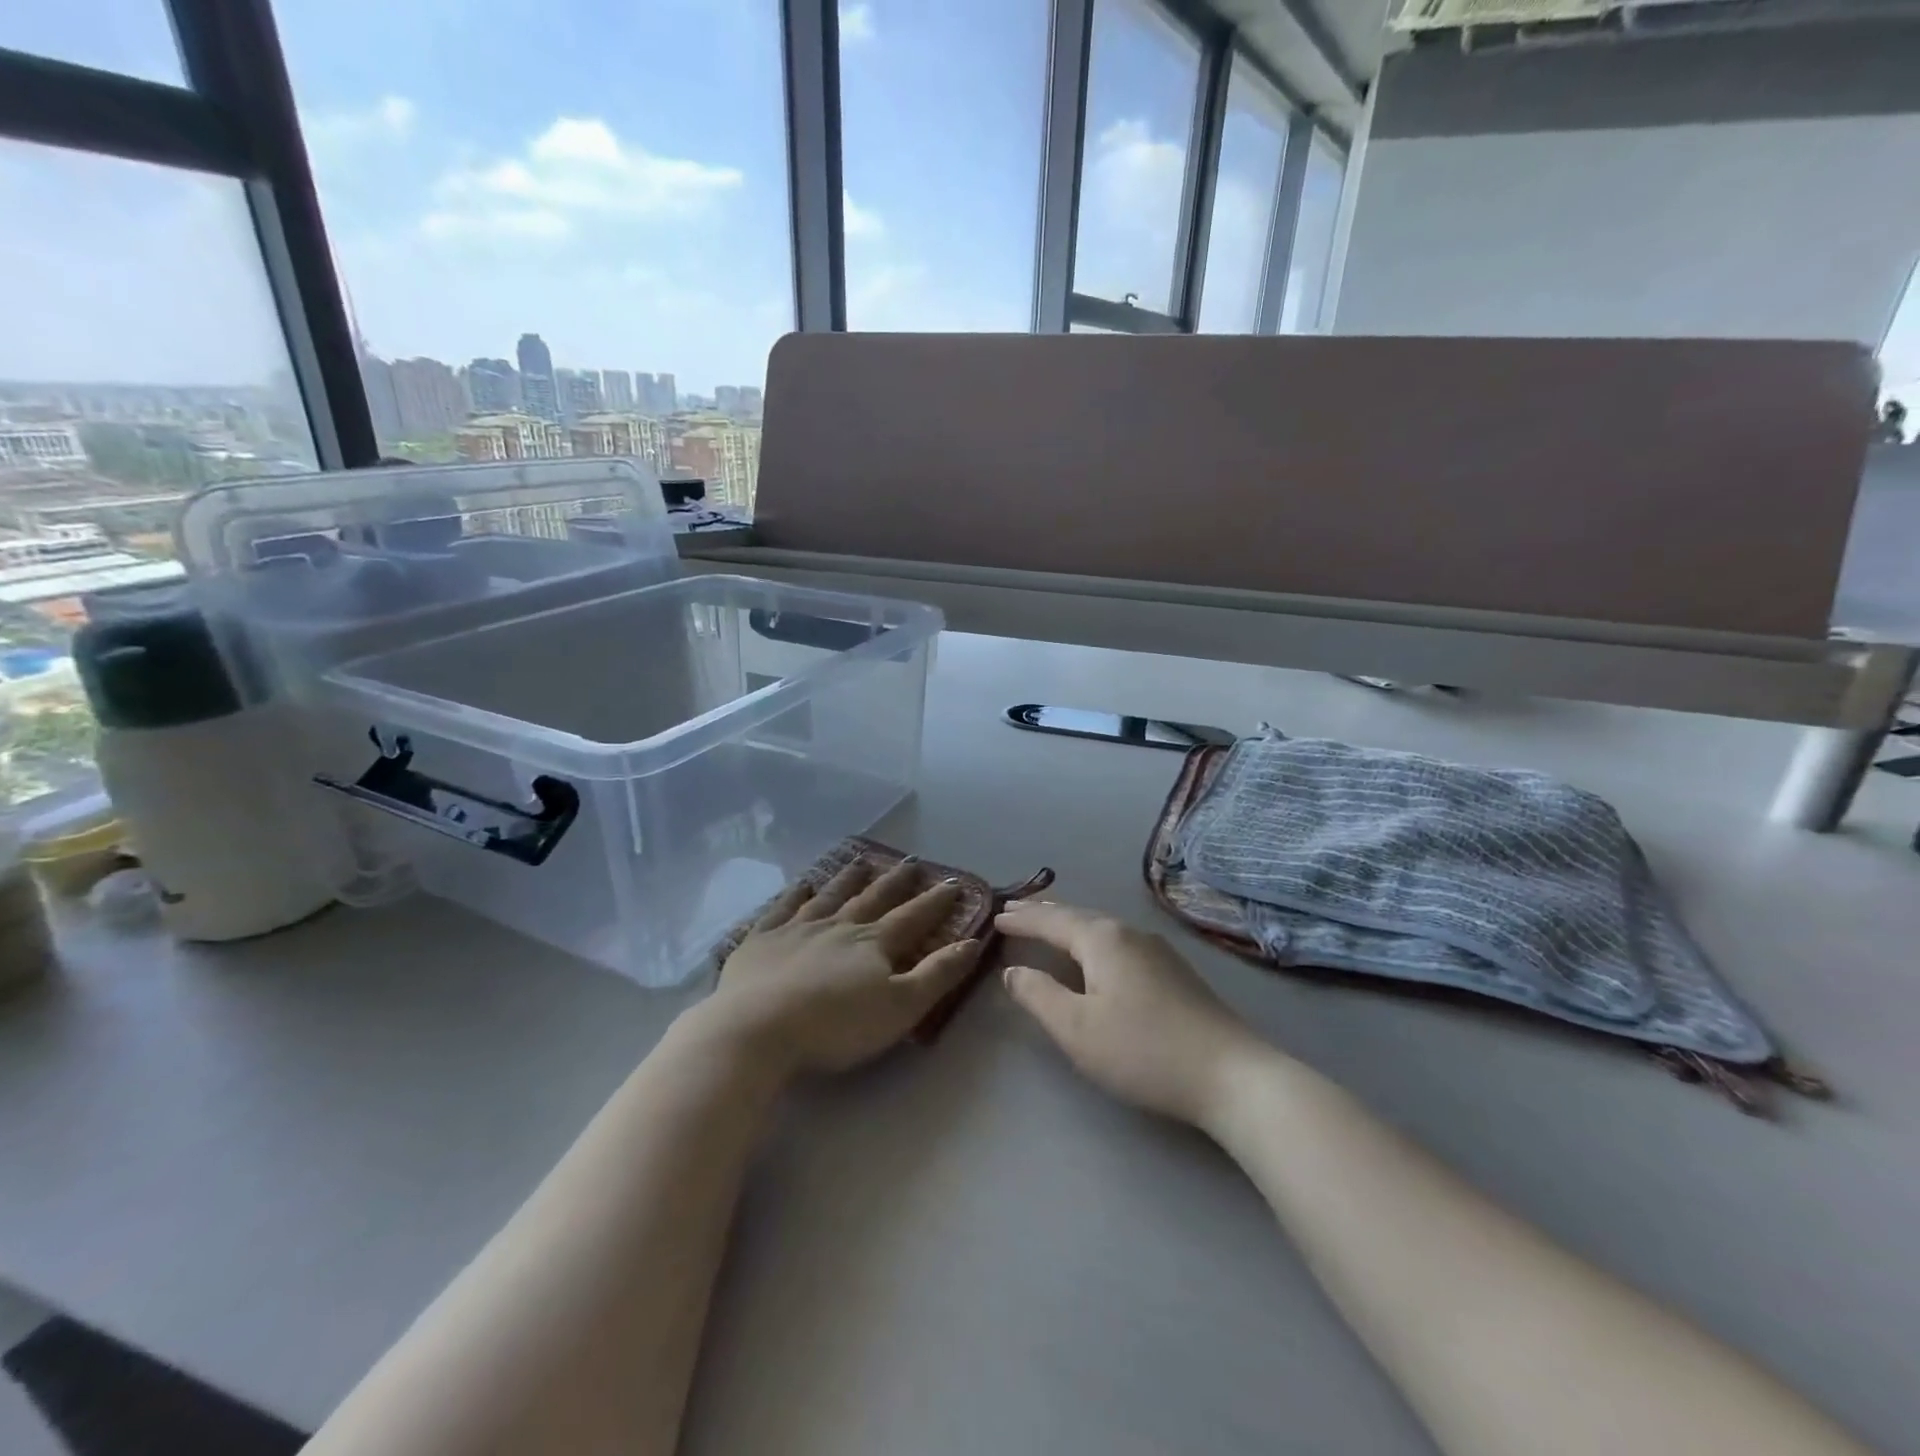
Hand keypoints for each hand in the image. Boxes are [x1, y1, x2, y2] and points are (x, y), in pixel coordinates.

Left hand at [696, 858, 977, 1077]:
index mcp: (873, 944)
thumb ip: (937, 974)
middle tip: (910, 862)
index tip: (953, 884)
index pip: (912, 918)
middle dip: (895, 882)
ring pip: (829, 896)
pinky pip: (782, 909)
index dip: (935, 902)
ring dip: (848, 879)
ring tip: (862, 861)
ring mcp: (796, 929)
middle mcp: (838, 926)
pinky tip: (802, 883)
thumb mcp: (900, 1007)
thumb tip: (972, 942)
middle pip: (872, 899)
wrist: (757, 1029)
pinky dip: (794, 894)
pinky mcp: (761, 941)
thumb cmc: (835, 1025)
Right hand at [997, 901, 1266, 1126]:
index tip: (995, 916)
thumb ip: (1039, 995)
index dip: (1021, 919)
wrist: (1230, 1074)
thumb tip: (1012, 971)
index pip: (1050, 920)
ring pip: (1100, 927)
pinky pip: (1118, 941)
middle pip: (1077, 915)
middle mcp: (1128, 933)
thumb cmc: (1143, 1050)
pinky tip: (1094, 953)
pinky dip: (1091, 939)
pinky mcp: (1174, 970)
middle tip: (1014, 910)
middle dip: (1043, 913)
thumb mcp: (1077, 1028)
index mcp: (1101, 939)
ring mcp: (1156, 949)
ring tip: (1047, 924)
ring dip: (1069, 924)